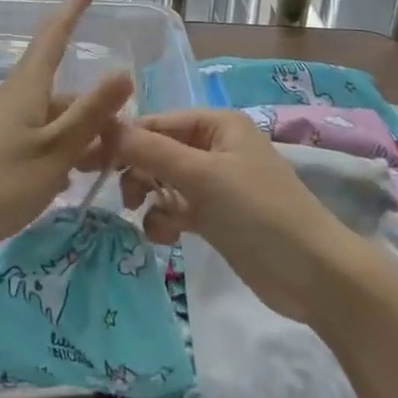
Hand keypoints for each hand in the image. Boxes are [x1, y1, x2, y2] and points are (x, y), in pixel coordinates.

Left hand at [0, 0, 131, 273]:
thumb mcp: (56, 150)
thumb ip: (90, 113)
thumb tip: (124, 72)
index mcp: (27, 89)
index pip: (54, 37)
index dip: (73, 11)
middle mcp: (14, 99)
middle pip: (62, 92)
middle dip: (94, 110)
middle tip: (122, 142)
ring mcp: (1, 125)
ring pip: (51, 119)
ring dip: (79, 136)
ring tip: (100, 167)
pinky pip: (37, 139)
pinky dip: (58, 152)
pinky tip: (66, 180)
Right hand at [109, 108, 372, 323]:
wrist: (313, 274)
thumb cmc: (259, 211)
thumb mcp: (202, 176)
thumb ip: (151, 151)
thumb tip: (104, 124)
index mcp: (216, 124)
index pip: (157, 122)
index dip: (122, 139)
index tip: (85, 160)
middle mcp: (214, 146)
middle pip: (158, 150)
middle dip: (136, 170)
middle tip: (115, 196)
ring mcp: (216, 183)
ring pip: (164, 181)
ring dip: (150, 197)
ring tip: (143, 216)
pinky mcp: (216, 216)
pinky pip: (177, 208)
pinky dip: (166, 219)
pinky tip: (166, 236)